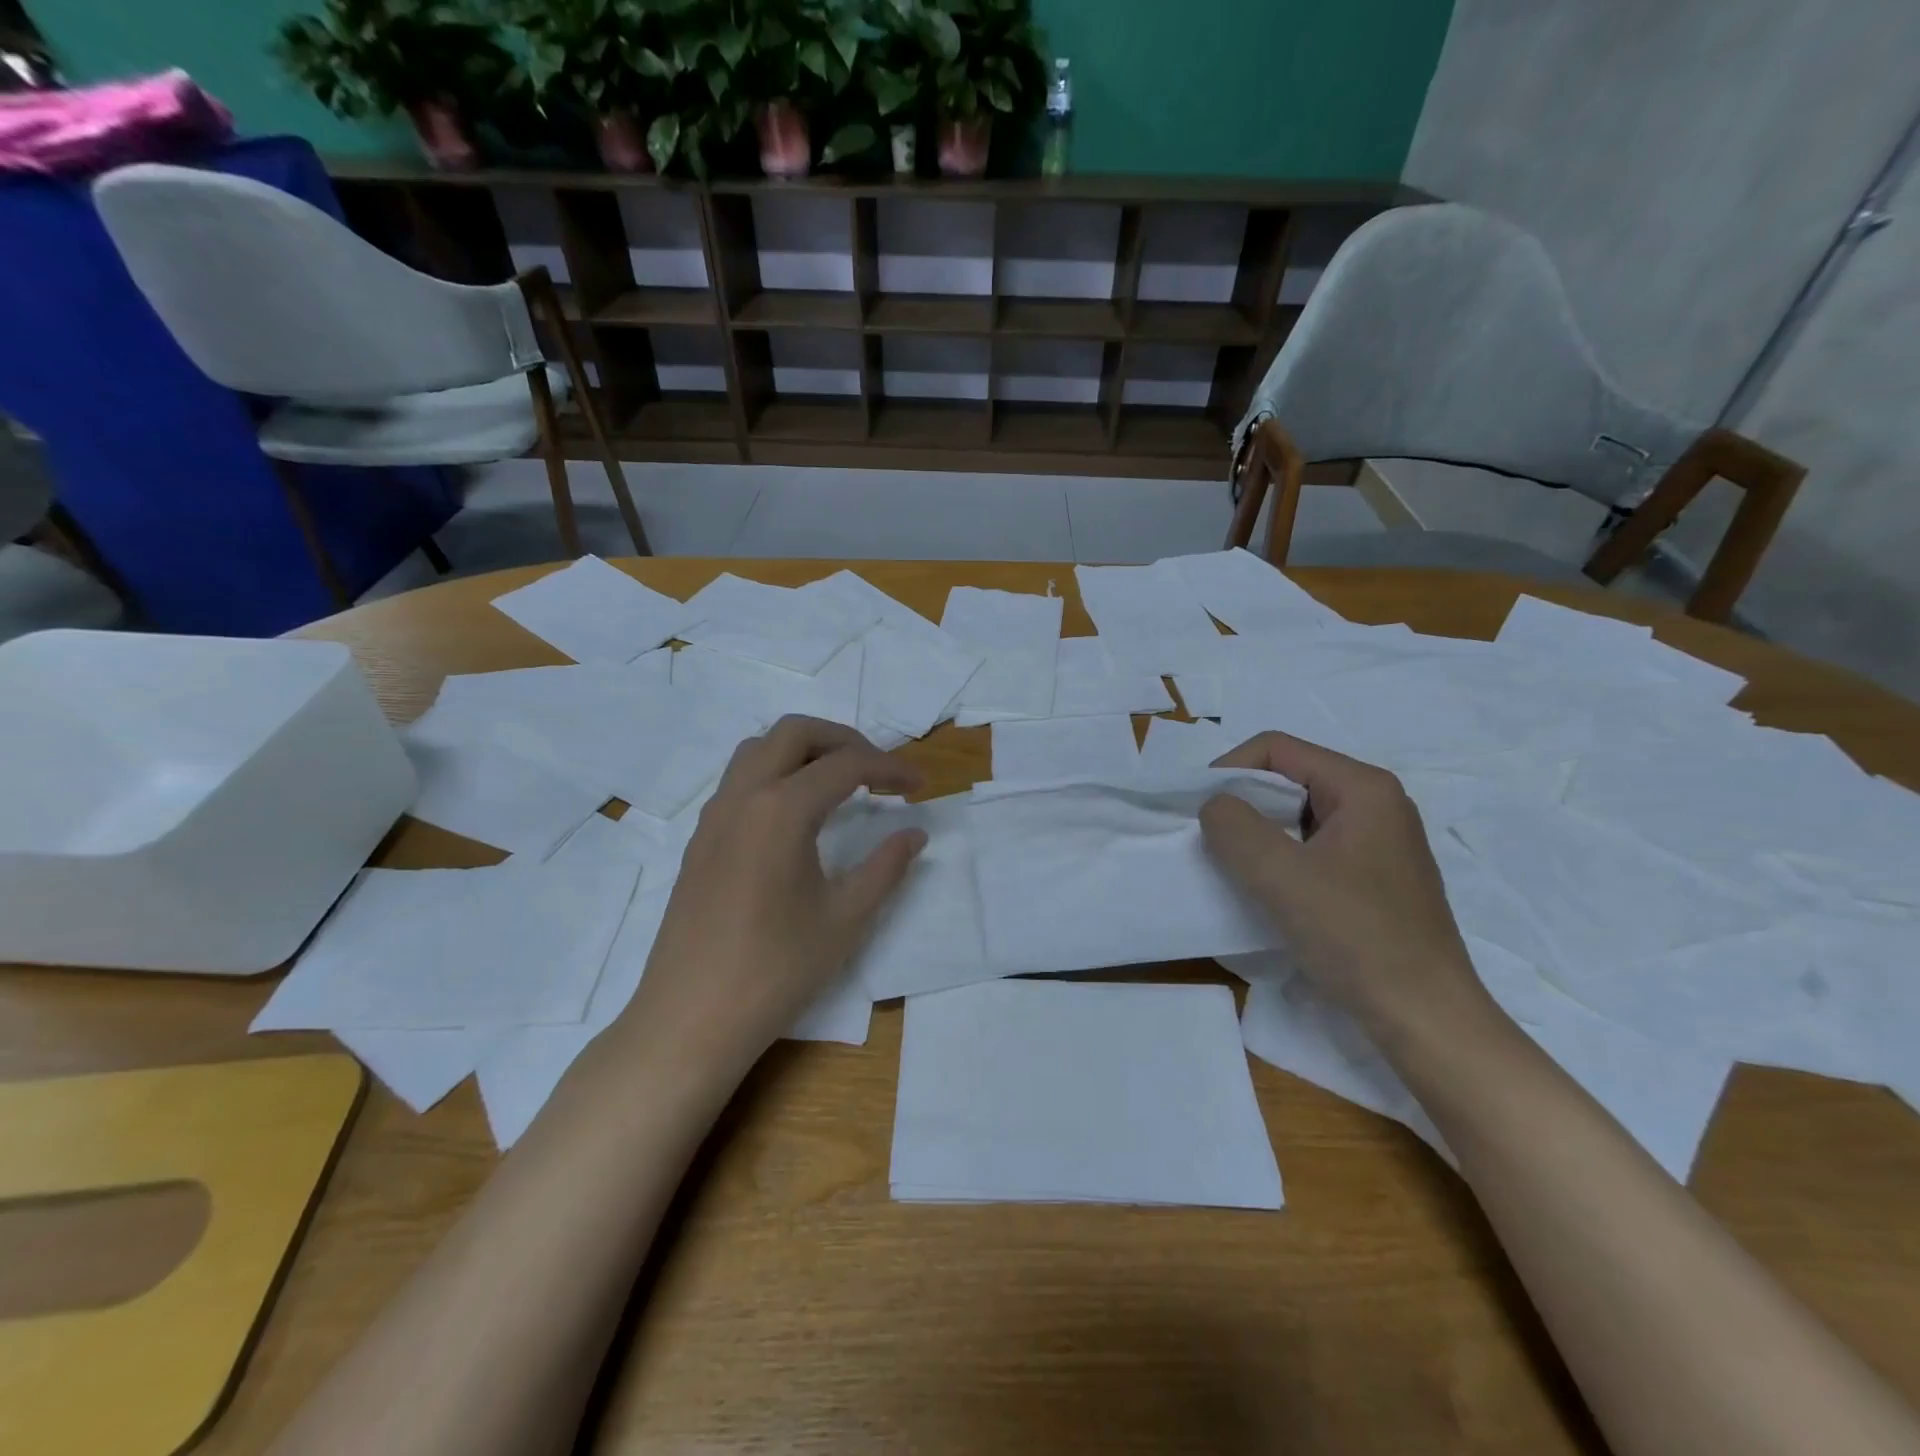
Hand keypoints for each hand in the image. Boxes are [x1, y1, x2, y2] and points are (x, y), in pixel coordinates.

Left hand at [622, 716, 926, 1078]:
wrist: (690, 1018)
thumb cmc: (776, 970)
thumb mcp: (845, 919)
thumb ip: (886, 867)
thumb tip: (915, 833)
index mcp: (781, 810)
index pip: (846, 765)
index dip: (891, 768)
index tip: (921, 786)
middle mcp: (743, 797)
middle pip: (795, 733)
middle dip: (844, 740)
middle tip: (878, 772)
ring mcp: (714, 816)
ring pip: (759, 749)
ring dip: (804, 751)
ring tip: (838, 784)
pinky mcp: (699, 839)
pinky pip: (739, 779)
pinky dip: (775, 773)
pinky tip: (796, 815)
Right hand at [1200, 732, 1495, 1050]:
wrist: (1425, 1019)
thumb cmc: (1355, 936)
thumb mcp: (1279, 874)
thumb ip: (1233, 826)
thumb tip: (1216, 807)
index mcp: (1363, 788)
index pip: (1276, 748)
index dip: (1228, 771)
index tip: (1199, 812)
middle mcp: (1377, 804)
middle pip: (1288, 779)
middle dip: (1243, 804)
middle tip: (1212, 842)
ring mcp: (1379, 843)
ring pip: (1298, 817)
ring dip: (1259, 835)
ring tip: (1236, 869)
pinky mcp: (1375, 879)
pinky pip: (1314, 848)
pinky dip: (1281, 860)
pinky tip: (1269, 893)